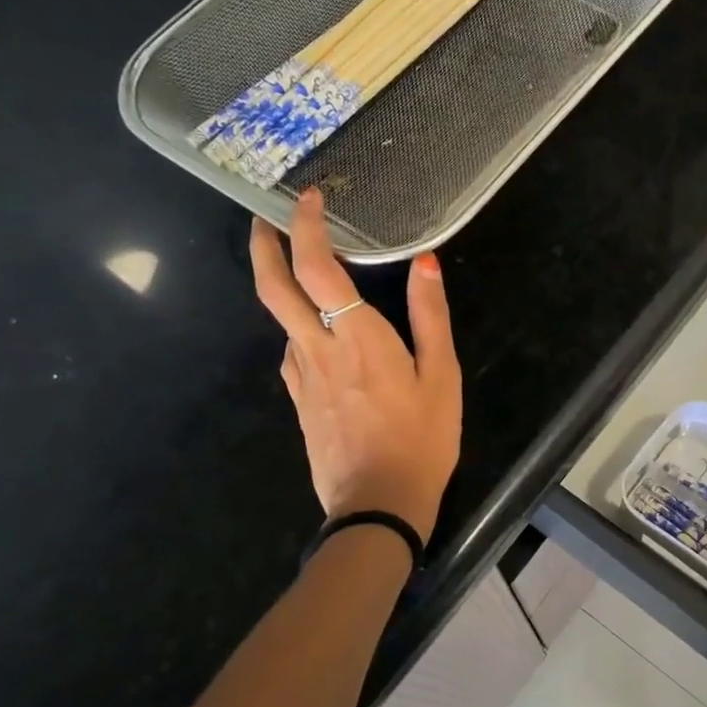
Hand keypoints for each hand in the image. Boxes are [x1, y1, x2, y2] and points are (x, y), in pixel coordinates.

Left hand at [249, 189, 461, 542]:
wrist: (378, 506)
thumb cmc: (421, 439)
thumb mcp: (442, 377)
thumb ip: (431, 317)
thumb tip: (425, 263)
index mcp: (357, 338)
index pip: (317, 268)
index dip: (306, 228)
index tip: (309, 200)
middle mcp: (318, 350)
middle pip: (274, 288)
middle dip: (264, 247)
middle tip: (265, 221)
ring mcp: (302, 378)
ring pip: (282, 321)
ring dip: (285, 288)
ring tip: (307, 276)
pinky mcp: (300, 402)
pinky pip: (293, 353)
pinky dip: (299, 329)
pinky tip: (319, 336)